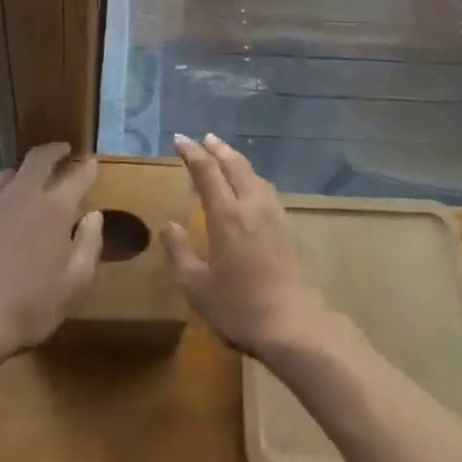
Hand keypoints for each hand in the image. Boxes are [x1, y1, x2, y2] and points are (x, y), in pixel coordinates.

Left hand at [0, 143, 102, 367]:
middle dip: (54, 151)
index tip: (92, 162)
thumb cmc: (27, 309)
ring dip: (22, 175)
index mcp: (53, 209)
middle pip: (39, 158)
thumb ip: (90, 245)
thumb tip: (94, 215)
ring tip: (26, 184)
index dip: (87, 166)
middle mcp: (22, 196)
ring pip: (7, 175)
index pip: (77, 175)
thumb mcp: (73, 286)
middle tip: (62, 152)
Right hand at [163, 133, 333, 360]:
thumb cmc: (239, 307)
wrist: (292, 323)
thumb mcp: (197, 288)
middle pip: (234, 164)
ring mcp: (272, 213)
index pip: (207, 171)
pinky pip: (264, 187)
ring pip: (252, 173)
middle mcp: (250, 204)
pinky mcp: (285, 225)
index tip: (179, 139)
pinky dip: (250, 175)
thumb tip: (169, 225)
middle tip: (204, 138)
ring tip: (224, 156)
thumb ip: (180, 253)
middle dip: (217, 148)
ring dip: (235, 159)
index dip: (192, 153)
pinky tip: (249, 185)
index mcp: (226, 214)